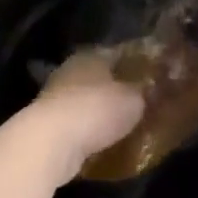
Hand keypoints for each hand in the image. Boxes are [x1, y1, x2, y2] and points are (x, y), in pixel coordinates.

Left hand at [17, 50, 143, 183]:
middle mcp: (70, 70)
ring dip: (99, 112)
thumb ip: (143, 94)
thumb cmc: (96, 110)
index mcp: (91, 55)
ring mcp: (54, 97)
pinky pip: (75, 125)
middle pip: (99, 77)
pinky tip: (102, 143)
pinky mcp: (46, 125)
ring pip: (85, 101)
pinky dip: (87, 132)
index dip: (136, 66)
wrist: (50, 143)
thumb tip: (150, 92)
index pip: (118, 54)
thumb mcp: (133, 100)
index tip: (151, 78)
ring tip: (122, 126)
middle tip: (138, 103)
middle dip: (116, 90)